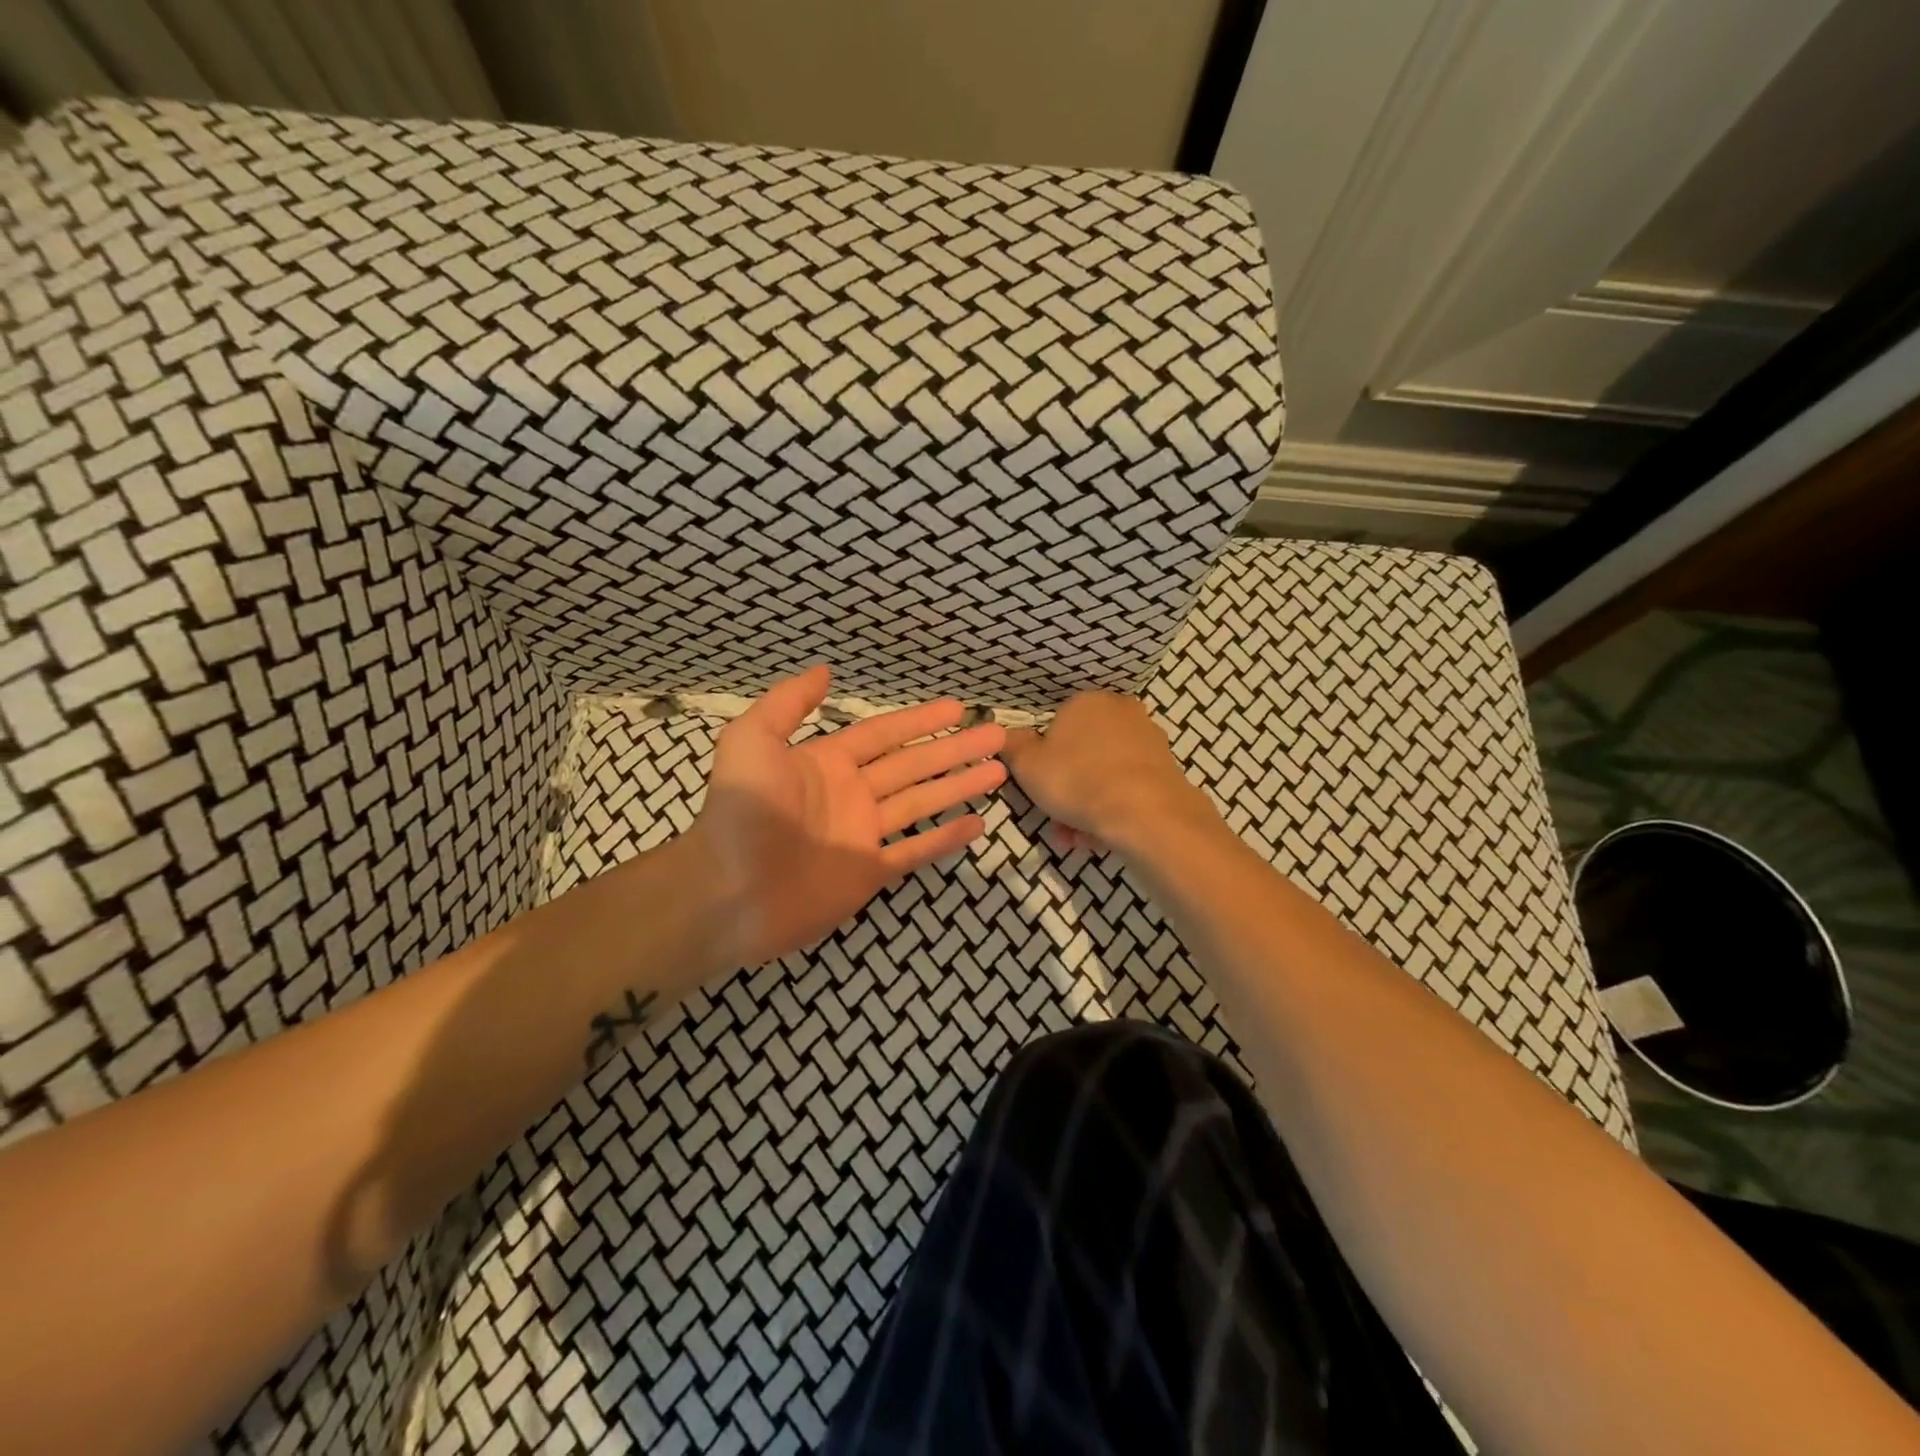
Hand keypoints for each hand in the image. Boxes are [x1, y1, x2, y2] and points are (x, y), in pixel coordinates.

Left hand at [690, 665, 1006, 967]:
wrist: (729, 891)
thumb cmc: (742, 812)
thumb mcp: (751, 741)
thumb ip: (787, 703)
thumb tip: (825, 671)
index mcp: (827, 763)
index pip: (883, 734)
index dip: (920, 720)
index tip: (956, 707)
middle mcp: (851, 794)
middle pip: (913, 765)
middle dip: (954, 749)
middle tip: (995, 735)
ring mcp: (863, 835)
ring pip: (922, 803)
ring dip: (959, 786)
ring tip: (998, 771)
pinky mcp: (868, 873)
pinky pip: (915, 851)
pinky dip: (945, 839)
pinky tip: (977, 825)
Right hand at [1000, 692, 1214, 851]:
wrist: (1146, 813)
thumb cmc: (1077, 780)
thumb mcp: (1027, 765)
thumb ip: (1012, 747)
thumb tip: (1006, 735)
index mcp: (1086, 702)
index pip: (1056, 727)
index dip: (1044, 762)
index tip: (1039, 790)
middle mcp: (1121, 712)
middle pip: (1081, 755)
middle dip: (1067, 790)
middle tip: (1058, 822)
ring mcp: (1148, 740)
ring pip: (1104, 775)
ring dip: (1087, 807)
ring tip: (1080, 839)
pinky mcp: (1167, 768)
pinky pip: (1128, 789)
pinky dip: (1114, 810)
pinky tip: (1104, 837)